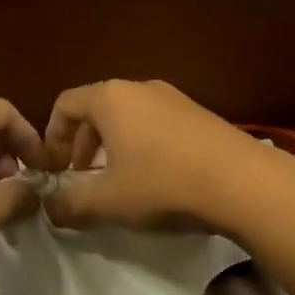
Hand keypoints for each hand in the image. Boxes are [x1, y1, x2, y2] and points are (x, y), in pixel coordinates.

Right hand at [42, 80, 268, 232]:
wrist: (244, 182)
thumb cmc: (163, 184)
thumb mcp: (108, 202)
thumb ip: (69, 204)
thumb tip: (49, 207)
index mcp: (111, 98)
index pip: (65, 104)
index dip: (51, 137)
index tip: (54, 170)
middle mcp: (140, 88)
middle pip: (96, 109)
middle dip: (82, 144)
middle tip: (82, 178)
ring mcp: (174, 98)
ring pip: (128, 116)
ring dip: (113, 146)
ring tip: (118, 182)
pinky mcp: (199, 114)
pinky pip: (156, 123)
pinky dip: (142, 145)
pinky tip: (156, 179)